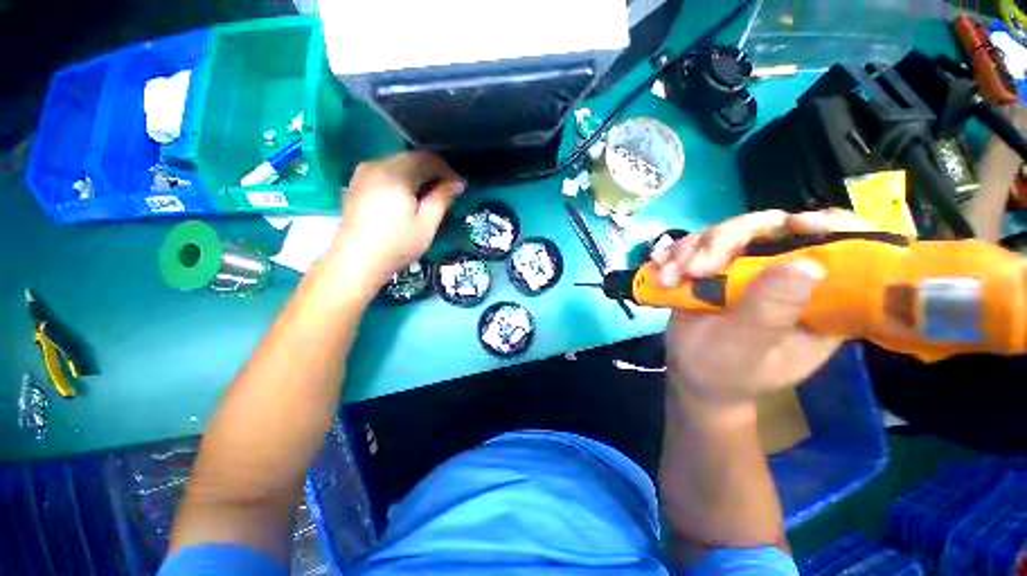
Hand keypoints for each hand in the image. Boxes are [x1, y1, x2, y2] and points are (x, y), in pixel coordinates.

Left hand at [328, 152, 464, 294]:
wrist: (356, 261)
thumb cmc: (396, 245)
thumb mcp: (426, 225)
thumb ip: (442, 199)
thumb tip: (458, 183)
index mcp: (396, 175)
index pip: (428, 159)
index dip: (447, 170)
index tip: (460, 186)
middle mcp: (378, 165)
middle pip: (412, 158)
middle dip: (434, 171)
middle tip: (448, 190)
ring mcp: (364, 172)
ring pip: (399, 163)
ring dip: (418, 174)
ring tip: (431, 194)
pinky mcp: (357, 182)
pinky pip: (387, 170)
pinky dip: (403, 178)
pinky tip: (409, 196)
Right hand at [653, 209, 867, 411]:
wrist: (690, 372)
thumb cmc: (725, 372)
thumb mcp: (748, 348)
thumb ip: (771, 312)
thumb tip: (807, 265)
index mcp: (818, 299)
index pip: (843, 248)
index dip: (828, 225)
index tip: (795, 225)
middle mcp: (785, 274)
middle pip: (768, 229)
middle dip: (723, 242)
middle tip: (692, 270)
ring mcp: (746, 267)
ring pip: (724, 233)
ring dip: (688, 251)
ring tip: (666, 279)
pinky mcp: (714, 266)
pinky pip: (695, 244)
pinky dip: (674, 254)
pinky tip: (659, 269)